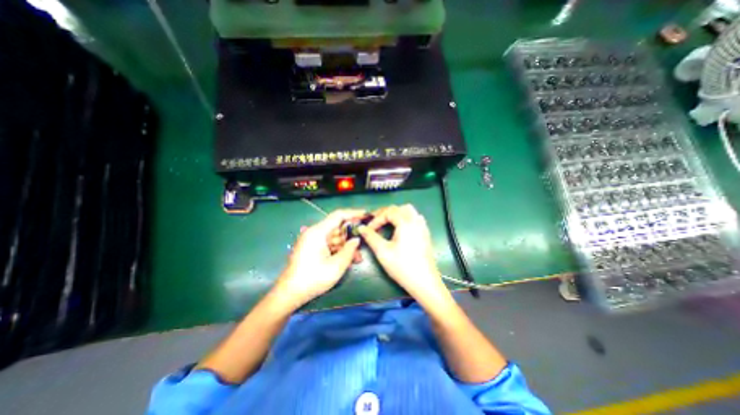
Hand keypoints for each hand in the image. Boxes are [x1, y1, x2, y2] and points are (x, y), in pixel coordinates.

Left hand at [271, 207, 365, 307]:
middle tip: (364, 243)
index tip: (366, 215)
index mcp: (318, 232)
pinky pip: (329, 245)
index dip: (354, 213)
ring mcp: (313, 241)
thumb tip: (356, 239)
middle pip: (338, 228)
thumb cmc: (313, 278)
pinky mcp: (312, 248)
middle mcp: (315, 233)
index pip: (339, 215)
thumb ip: (350, 249)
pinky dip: (339, 250)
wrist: (290, 293)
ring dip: (346, 246)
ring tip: (357, 258)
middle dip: (351, 236)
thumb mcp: (337, 265)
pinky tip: (348, 260)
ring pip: (335, 238)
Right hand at [360, 205, 450, 304]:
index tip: (368, 229)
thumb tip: (361, 227)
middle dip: (386, 213)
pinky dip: (406, 218)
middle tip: (376, 222)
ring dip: (397, 214)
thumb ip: (371, 237)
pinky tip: (401, 229)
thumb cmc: (402, 266)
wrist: (424, 282)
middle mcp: (416, 221)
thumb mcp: (383, 252)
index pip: (388, 212)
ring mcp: (423, 227)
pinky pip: (415, 218)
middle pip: (400, 208)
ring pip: (409, 211)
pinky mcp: (425, 234)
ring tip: (387, 224)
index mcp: (406, 223)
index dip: (376, 219)